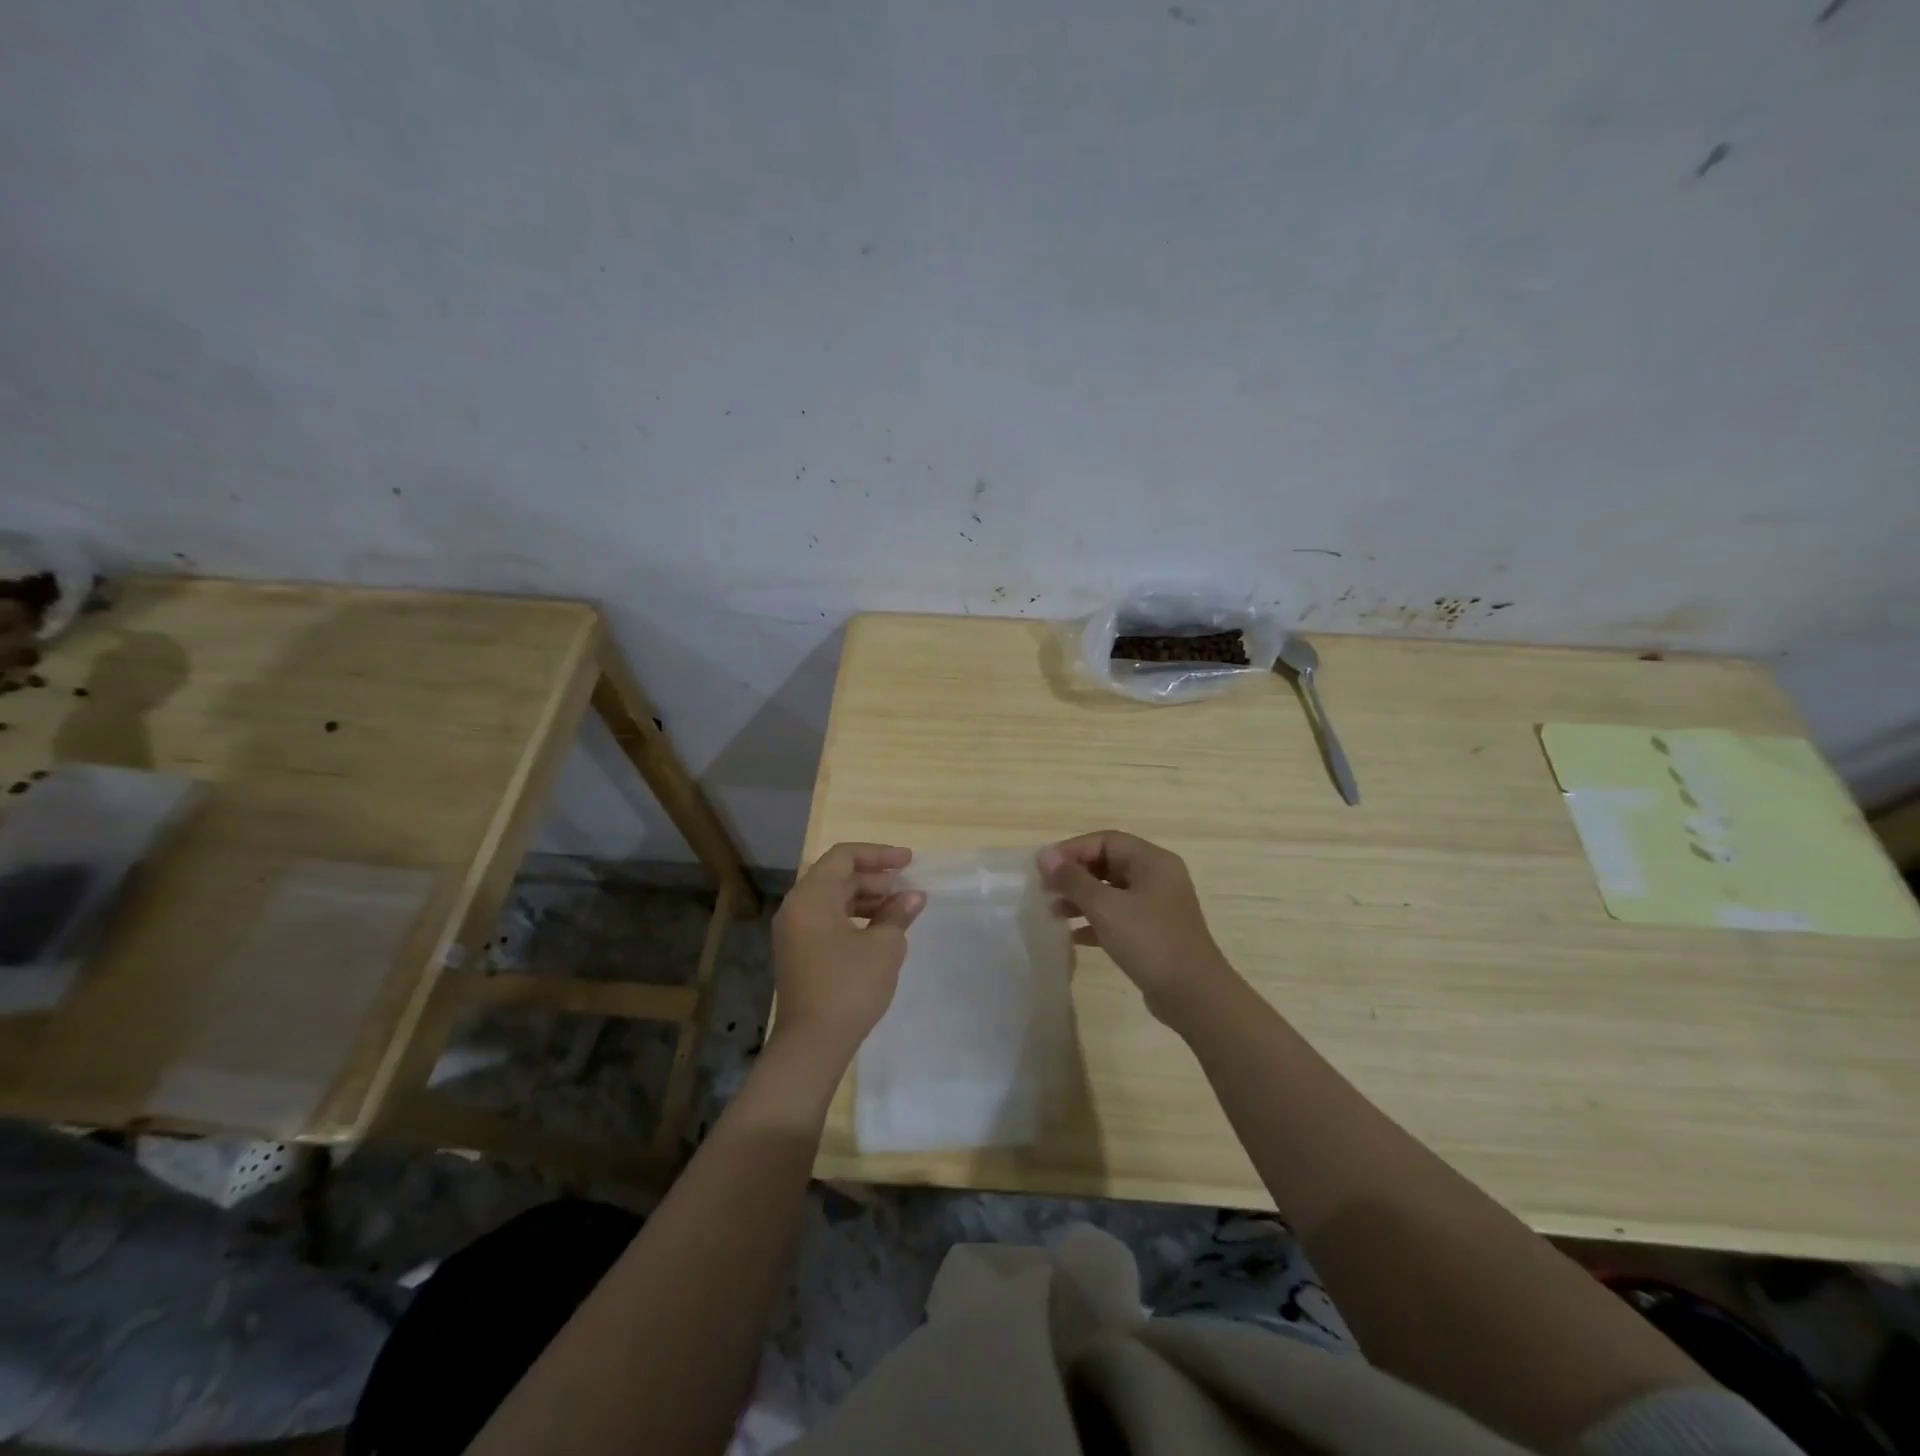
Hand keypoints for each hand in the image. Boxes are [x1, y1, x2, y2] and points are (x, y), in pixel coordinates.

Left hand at [772, 842, 924, 1061]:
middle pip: (837, 877)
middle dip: (875, 878)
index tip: (909, 861)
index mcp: (811, 897)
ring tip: (900, 908)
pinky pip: (828, 920)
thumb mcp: (884, 946)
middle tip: (908, 887)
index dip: (878, 854)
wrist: (813, 1044)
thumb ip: (898, 914)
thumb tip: (913, 896)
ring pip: (833, 899)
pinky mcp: (800, 953)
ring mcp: (795, 932)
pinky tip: (881, 930)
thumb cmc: (849, 986)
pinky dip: (855, 917)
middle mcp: (797, 908)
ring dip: (867, 898)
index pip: (843, 857)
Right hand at [1037, 831, 1238, 1026]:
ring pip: (1111, 892)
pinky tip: (1072, 936)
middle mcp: (1157, 878)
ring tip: (1053, 912)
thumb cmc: (1149, 941)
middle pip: (1108, 864)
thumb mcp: (1105, 907)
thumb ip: (1073, 880)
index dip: (1072, 850)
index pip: (1106, 841)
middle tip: (1045, 890)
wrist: (1193, 995)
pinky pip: (1118, 917)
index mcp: (1152, 861)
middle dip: (1075, 875)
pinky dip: (1095, 921)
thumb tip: (1044, 855)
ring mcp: (1157, 906)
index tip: (1044, 868)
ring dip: (1081, 899)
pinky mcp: (1153, 933)